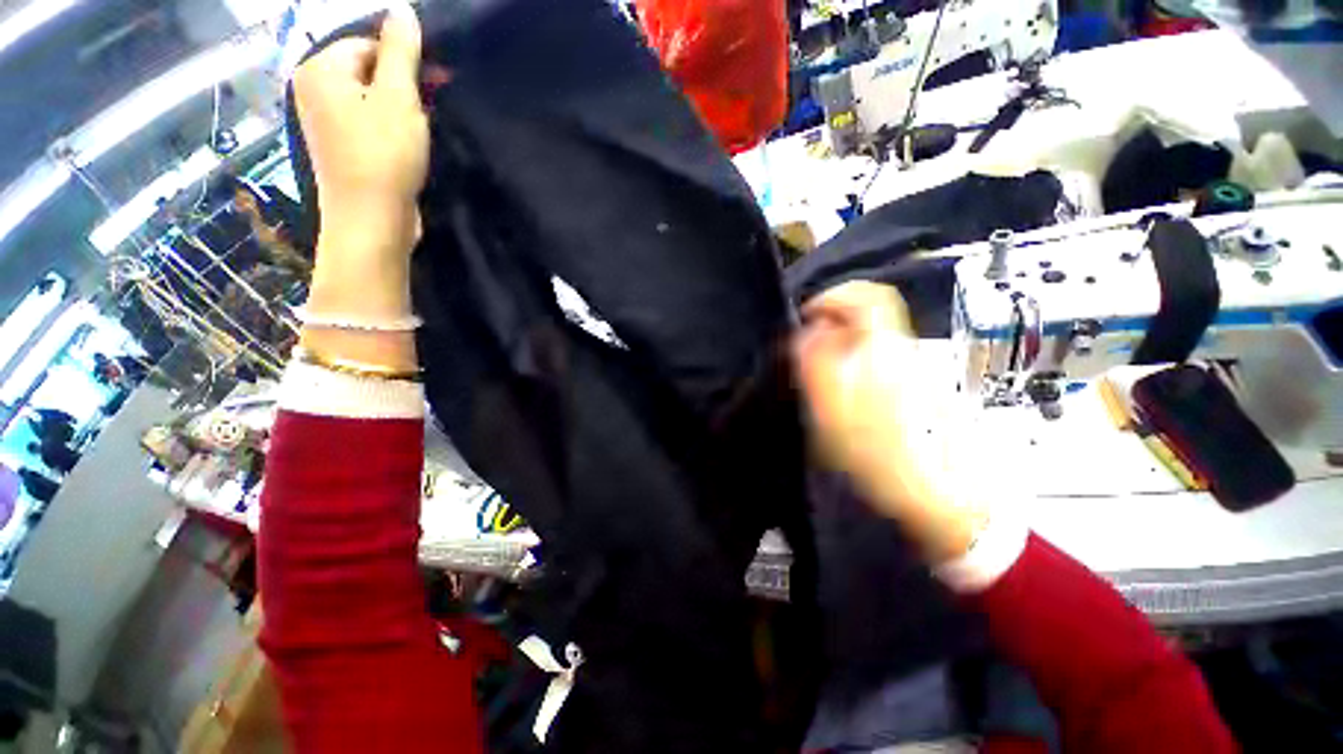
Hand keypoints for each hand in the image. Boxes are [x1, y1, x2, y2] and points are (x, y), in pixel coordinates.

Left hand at [293, 1, 428, 257]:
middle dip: (403, 85)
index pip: (367, 43)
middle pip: (367, 70)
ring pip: (370, 98)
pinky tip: (409, 145)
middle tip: (430, 110)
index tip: (435, 84)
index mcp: (320, 69)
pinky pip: (368, 121)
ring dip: (401, 109)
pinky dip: (391, 127)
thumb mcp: (398, 97)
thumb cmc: (383, 155)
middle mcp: (314, 89)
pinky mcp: (341, 147)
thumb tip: (402, 8)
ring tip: (421, 131)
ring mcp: (325, 120)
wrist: (371, 220)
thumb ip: (400, 51)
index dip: (404, 60)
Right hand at [793, 282, 983, 560]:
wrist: (938, 494)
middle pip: (868, 314)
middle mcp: (902, 350)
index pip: (867, 297)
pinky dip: (853, 359)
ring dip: (840, 341)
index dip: (834, 296)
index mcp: (884, 350)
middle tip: (806, 344)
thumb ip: (818, 365)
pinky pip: (877, 356)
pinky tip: (842, 389)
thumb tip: (809, 332)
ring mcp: (911, 368)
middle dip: (832, 320)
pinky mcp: (914, 386)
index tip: (807, 315)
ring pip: (871, 335)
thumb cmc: (881, 456)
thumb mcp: (834, 412)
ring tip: (818, 369)